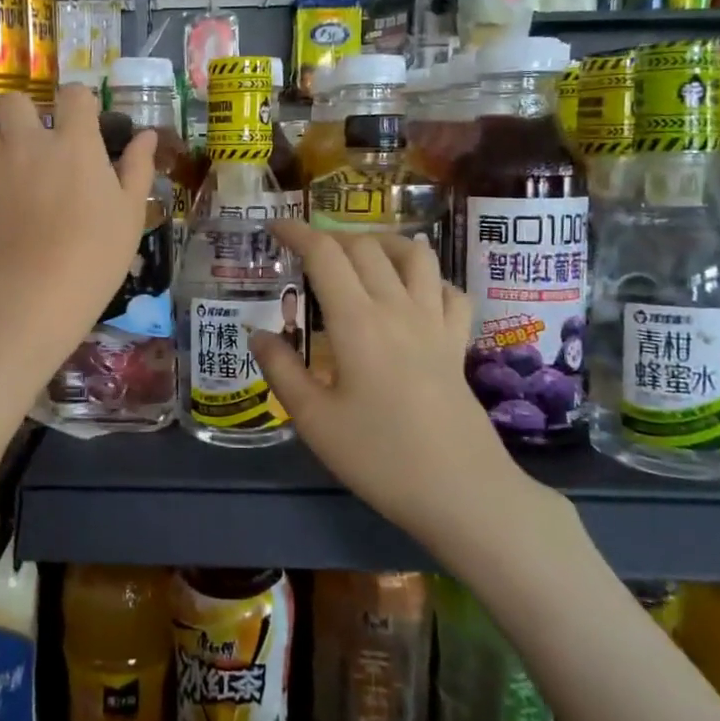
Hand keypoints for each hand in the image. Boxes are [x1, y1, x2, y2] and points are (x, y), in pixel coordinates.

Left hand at [0, 86, 156, 356]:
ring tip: (28, 189)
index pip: (73, 94)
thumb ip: (137, 167)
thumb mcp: (130, 213)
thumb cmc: (95, 254)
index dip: (80, 102)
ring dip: (10, 153)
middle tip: (42, 143)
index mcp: (73, 143)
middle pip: (12, 101)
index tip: (86, 122)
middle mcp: (27, 146)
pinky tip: (12, 226)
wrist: (31, 298)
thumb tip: (145, 135)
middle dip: (25, 111)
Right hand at [249, 222, 538, 544]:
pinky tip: (413, 294)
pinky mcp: (458, 343)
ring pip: (415, 255)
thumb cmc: (380, 457)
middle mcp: (397, 308)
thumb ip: (281, 370)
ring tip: (360, 257)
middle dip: (331, 237)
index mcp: (357, 321)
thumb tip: (257, 335)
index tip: (274, 227)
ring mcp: (434, 323)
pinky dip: (428, 279)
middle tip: (306, 253)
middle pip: (366, 246)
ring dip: (383, 243)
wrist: (462, 492)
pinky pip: (449, 291)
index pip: (325, 254)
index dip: (297, 232)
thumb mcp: (314, 420)